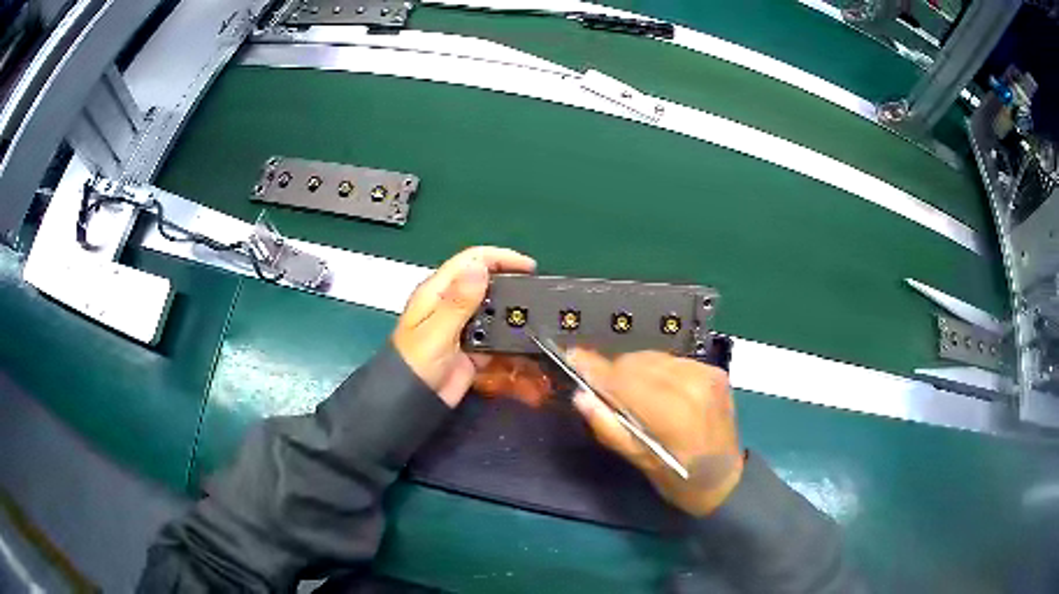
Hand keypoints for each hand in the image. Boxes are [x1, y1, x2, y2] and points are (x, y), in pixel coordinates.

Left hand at [393, 247, 535, 407]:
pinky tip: (526, 340)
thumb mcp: (437, 331)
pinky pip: (496, 336)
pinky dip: (510, 337)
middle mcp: (452, 304)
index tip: (528, 266)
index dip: (500, 257)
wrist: (413, 402)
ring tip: (538, 316)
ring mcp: (464, 327)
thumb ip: (459, 301)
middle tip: (537, 292)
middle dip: (510, 283)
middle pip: (486, 283)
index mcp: (438, 292)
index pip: (471, 261)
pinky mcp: (473, 348)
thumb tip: (480, 266)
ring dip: (512, 312)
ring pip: (493, 310)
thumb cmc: (416, 363)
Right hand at [569, 350, 743, 516]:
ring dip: (633, 370)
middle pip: (638, 363)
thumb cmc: (681, 481)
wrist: (727, 479)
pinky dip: (655, 371)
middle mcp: (693, 384)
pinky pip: (671, 361)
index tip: (572, 358)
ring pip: (653, 358)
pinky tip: (654, 390)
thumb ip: (609, 428)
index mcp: (675, 414)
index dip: (597, 369)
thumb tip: (581, 397)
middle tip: (600, 389)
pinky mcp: (714, 370)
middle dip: (613, 371)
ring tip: (628, 392)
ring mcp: (707, 374)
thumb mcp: (641, 463)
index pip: (626, 379)